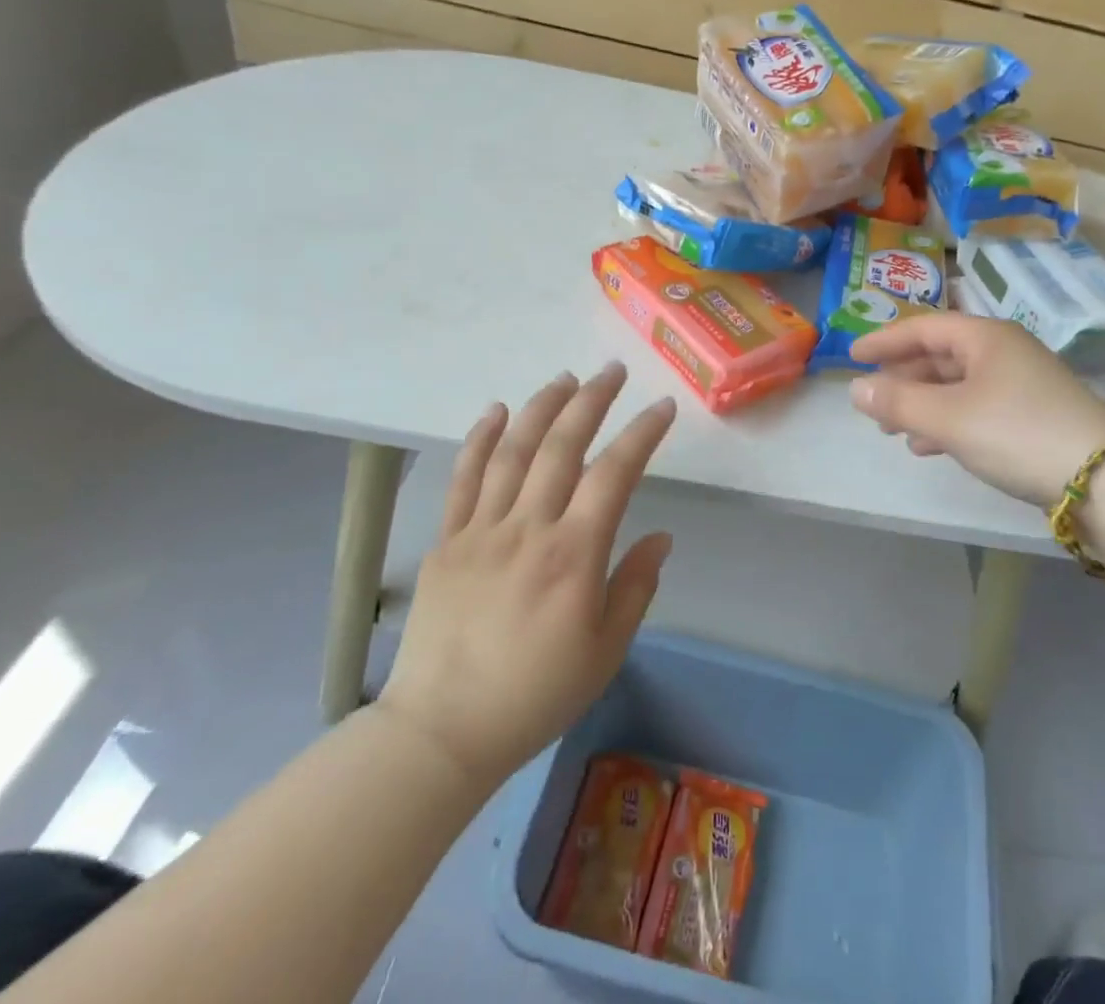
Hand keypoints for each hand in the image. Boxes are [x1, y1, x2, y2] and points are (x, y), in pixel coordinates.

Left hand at [377, 364, 676, 781]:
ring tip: (565, 378)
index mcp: (573, 555)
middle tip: (613, 372)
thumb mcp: (606, 651)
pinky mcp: (447, 541)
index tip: (662, 408)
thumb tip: (660, 536)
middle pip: (562, 447)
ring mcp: (482, 530)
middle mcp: (528, 529)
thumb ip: (636, 587)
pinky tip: (497, 410)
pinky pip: (464, 479)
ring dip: (542, 407)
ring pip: (514, 451)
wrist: (442, 732)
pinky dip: (480, 439)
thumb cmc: (535, 695)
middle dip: (592, 401)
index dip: (641, 434)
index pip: (615, 474)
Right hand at [849, 314, 1104, 507]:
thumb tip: (856, 389)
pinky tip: (930, 446)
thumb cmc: (1016, 432)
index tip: (852, 354)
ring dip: (923, 404)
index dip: (885, 340)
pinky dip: (948, 421)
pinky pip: (976, 408)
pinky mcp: (1033, 416)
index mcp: (985, 337)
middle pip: (941, 356)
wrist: (1104, 478)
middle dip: (903, 378)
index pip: (924, 327)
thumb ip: (898, 402)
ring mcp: (1022, 384)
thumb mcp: (949, 417)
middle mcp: (1005, 352)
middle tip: (872, 401)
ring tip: (893, 430)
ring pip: (958, 385)